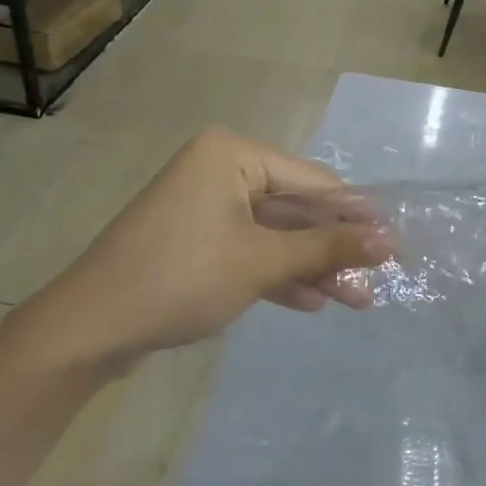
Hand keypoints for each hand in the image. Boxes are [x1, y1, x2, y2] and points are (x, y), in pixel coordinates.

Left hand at [39, 127, 390, 370]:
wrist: (89, 331)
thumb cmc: (181, 278)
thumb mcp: (263, 261)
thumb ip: (327, 247)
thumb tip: (390, 241)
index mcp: (232, 155)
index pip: (312, 181)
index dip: (355, 214)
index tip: (396, 241)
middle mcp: (221, 170)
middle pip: (295, 209)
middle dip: (334, 249)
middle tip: (379, 278)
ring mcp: (207, 207)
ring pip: (275, 235)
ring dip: (312, 267)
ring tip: (358, 300)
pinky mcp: (197, 242)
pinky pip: (250, 251)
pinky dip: (278, 275)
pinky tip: (313, 302)